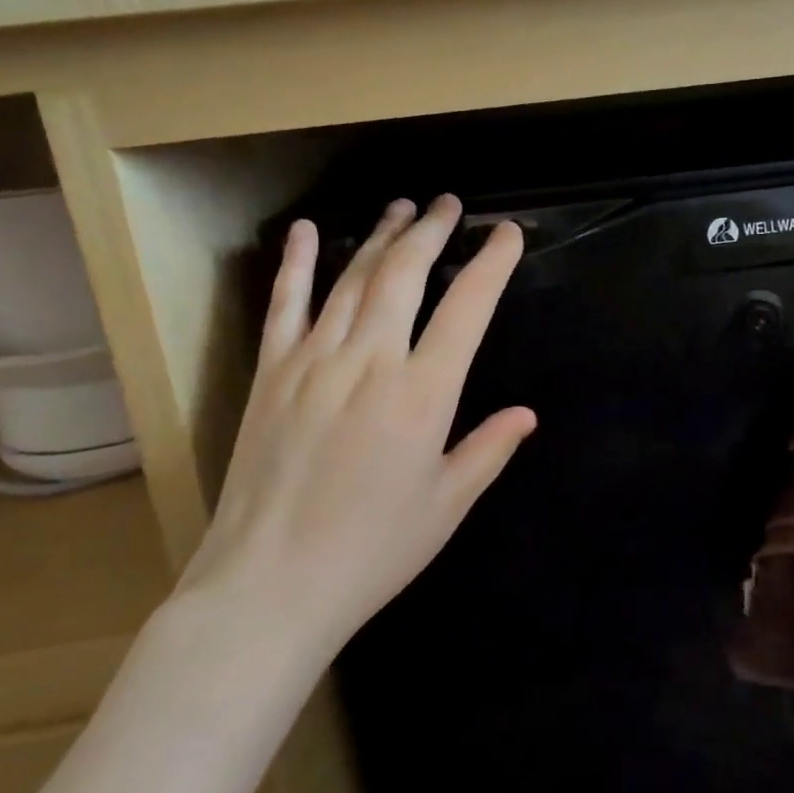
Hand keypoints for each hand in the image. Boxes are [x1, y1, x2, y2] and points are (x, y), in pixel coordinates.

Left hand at [177, 196, 535, 670]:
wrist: (267, 588)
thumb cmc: (371, 551)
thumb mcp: (446, 505)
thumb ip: (488, 450)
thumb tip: (526, 414)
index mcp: (422, 393)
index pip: (468, 308)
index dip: (492, 263)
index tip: (506, 233)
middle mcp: (370, 361)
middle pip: (406, 274)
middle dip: (432, 231)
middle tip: (449, 204)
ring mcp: (314, 361)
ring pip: (354, 279)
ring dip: (382, 237)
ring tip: (403, 208)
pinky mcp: (272, 374)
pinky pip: (286, 306)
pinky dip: (298, 264)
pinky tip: (307, 231)